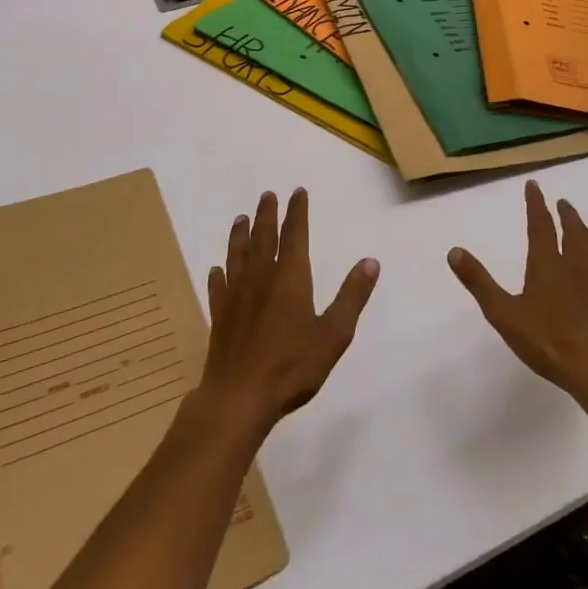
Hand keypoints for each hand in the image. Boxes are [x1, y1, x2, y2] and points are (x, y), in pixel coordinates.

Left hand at [198, 188, 377, 436]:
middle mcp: (261, 279)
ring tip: (240, 219)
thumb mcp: (334, 334)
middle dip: (267, 215)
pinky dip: (218, 275)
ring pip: (237, 256)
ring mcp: (236, 297)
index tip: (296, 191)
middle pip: (263, 238)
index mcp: (290, 279)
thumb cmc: (292, 366)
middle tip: (267, 195)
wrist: (239, 396)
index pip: (295, 235)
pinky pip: (218, 288)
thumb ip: (352, 296)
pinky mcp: (220, 317)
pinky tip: (216, 270)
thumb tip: (370, 261)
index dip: (297, 212)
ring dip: (240, 235)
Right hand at [447, 181, 587, 406]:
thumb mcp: (503, 313)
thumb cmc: (547, 340)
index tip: (534, 185)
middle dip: (565, 214)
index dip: (536, 203)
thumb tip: (454, 251)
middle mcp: (575, 263)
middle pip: (572, 230)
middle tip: (562, 203)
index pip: (540, 224)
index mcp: (547, 263)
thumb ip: (479, 282)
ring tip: (579, 228)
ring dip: (583, 231)